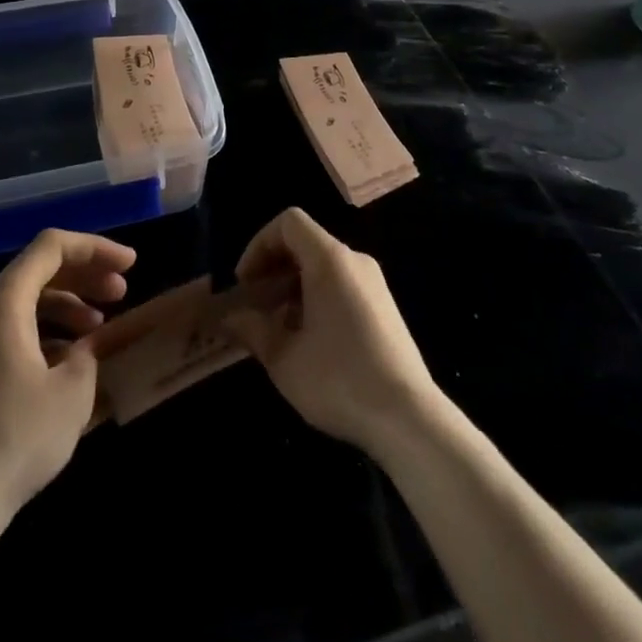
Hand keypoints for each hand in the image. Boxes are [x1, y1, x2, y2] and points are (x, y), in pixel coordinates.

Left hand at [0, 229, 134, 527]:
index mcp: (4, 300)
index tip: (130, 264)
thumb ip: (87, 354)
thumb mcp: (72, 392)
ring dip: (66, 303)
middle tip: (121, 291)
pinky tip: (68, 359)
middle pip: (38, 268)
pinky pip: (11, 326)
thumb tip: (84, 348)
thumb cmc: (16, 436)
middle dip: (84, 274)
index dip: (95, 248)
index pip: (52, 247)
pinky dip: (44, 329)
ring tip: (99, 327)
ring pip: (25, 299)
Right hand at [222, 207, 440, 456]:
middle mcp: (354, 261)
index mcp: (329, 260)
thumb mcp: (284, 359)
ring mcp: (374, 284)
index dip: (259, 244)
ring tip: (278, 327)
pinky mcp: (385, 308)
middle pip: (305, 242)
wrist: (409, 419)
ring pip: (323, 266)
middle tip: (255, 305)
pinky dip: (317, 298)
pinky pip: (342, 285)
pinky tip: (309, 340)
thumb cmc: (339, 379)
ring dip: (294, 286)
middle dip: (273, 268)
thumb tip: (232, 318)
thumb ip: (253, 330)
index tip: (247, 284)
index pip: (288, 222)